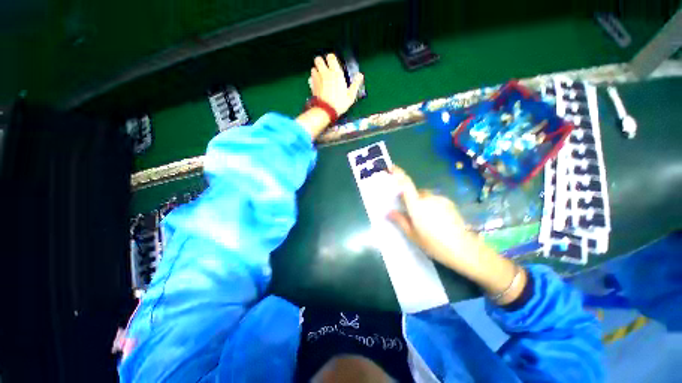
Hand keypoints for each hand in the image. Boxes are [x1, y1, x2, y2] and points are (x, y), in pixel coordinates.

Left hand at [309, 53, 363, 115]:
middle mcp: (325, 73)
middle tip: (325, 69)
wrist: (325, 111)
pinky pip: (311, 77)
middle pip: (318, 59)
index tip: (334, 64)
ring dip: (316, 70)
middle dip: (321, 62)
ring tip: (321, 77)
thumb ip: (355, 84)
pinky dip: (313, 79)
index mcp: (336, 73)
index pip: (330, 57)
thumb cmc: (339, 103)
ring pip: (313, 68)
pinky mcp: (312, 85)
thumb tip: (360, 75)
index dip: (331, 59)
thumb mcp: (350, 96)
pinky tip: (317, 84)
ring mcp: (317, 78)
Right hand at [387, 166, 475, 269]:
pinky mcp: (449, 203)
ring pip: (426, 197)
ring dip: (422, 204)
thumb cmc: (434, 244)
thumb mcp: (412, 234)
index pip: (405, 184)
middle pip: (415, 192)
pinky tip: (437, 221)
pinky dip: (432, 206)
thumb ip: (400, 220)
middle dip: (411, 200)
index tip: (392, 167)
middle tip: (412, 215)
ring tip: (426, 221)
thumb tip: (388, 212)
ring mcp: (440, 199)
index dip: (398, 173)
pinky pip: (435, 200)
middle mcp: (428, 198)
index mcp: (417, 205)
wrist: (464, 249)